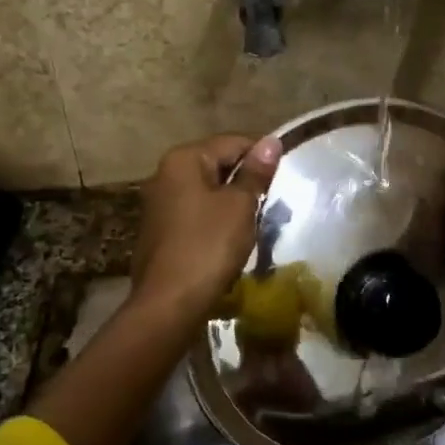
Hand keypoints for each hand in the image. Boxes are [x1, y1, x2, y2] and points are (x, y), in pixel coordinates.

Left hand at [131, 134, 282, 324]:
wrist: (169, 303)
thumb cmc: (208, 246)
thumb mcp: (240, 206)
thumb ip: (255, 172)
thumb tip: (271, 141)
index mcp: (183, 159)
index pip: (232, 142)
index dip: (261, 155)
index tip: (285, 175)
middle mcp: (164, 174)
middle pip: (216, 164)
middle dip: (246, 179)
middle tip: (274, 200)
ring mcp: (159, 203)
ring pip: (206, 190)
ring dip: (232, 201)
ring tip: (257, 219)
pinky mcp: (159, 230)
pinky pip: (195, 213)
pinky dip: (215, 219)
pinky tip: (232, 237)